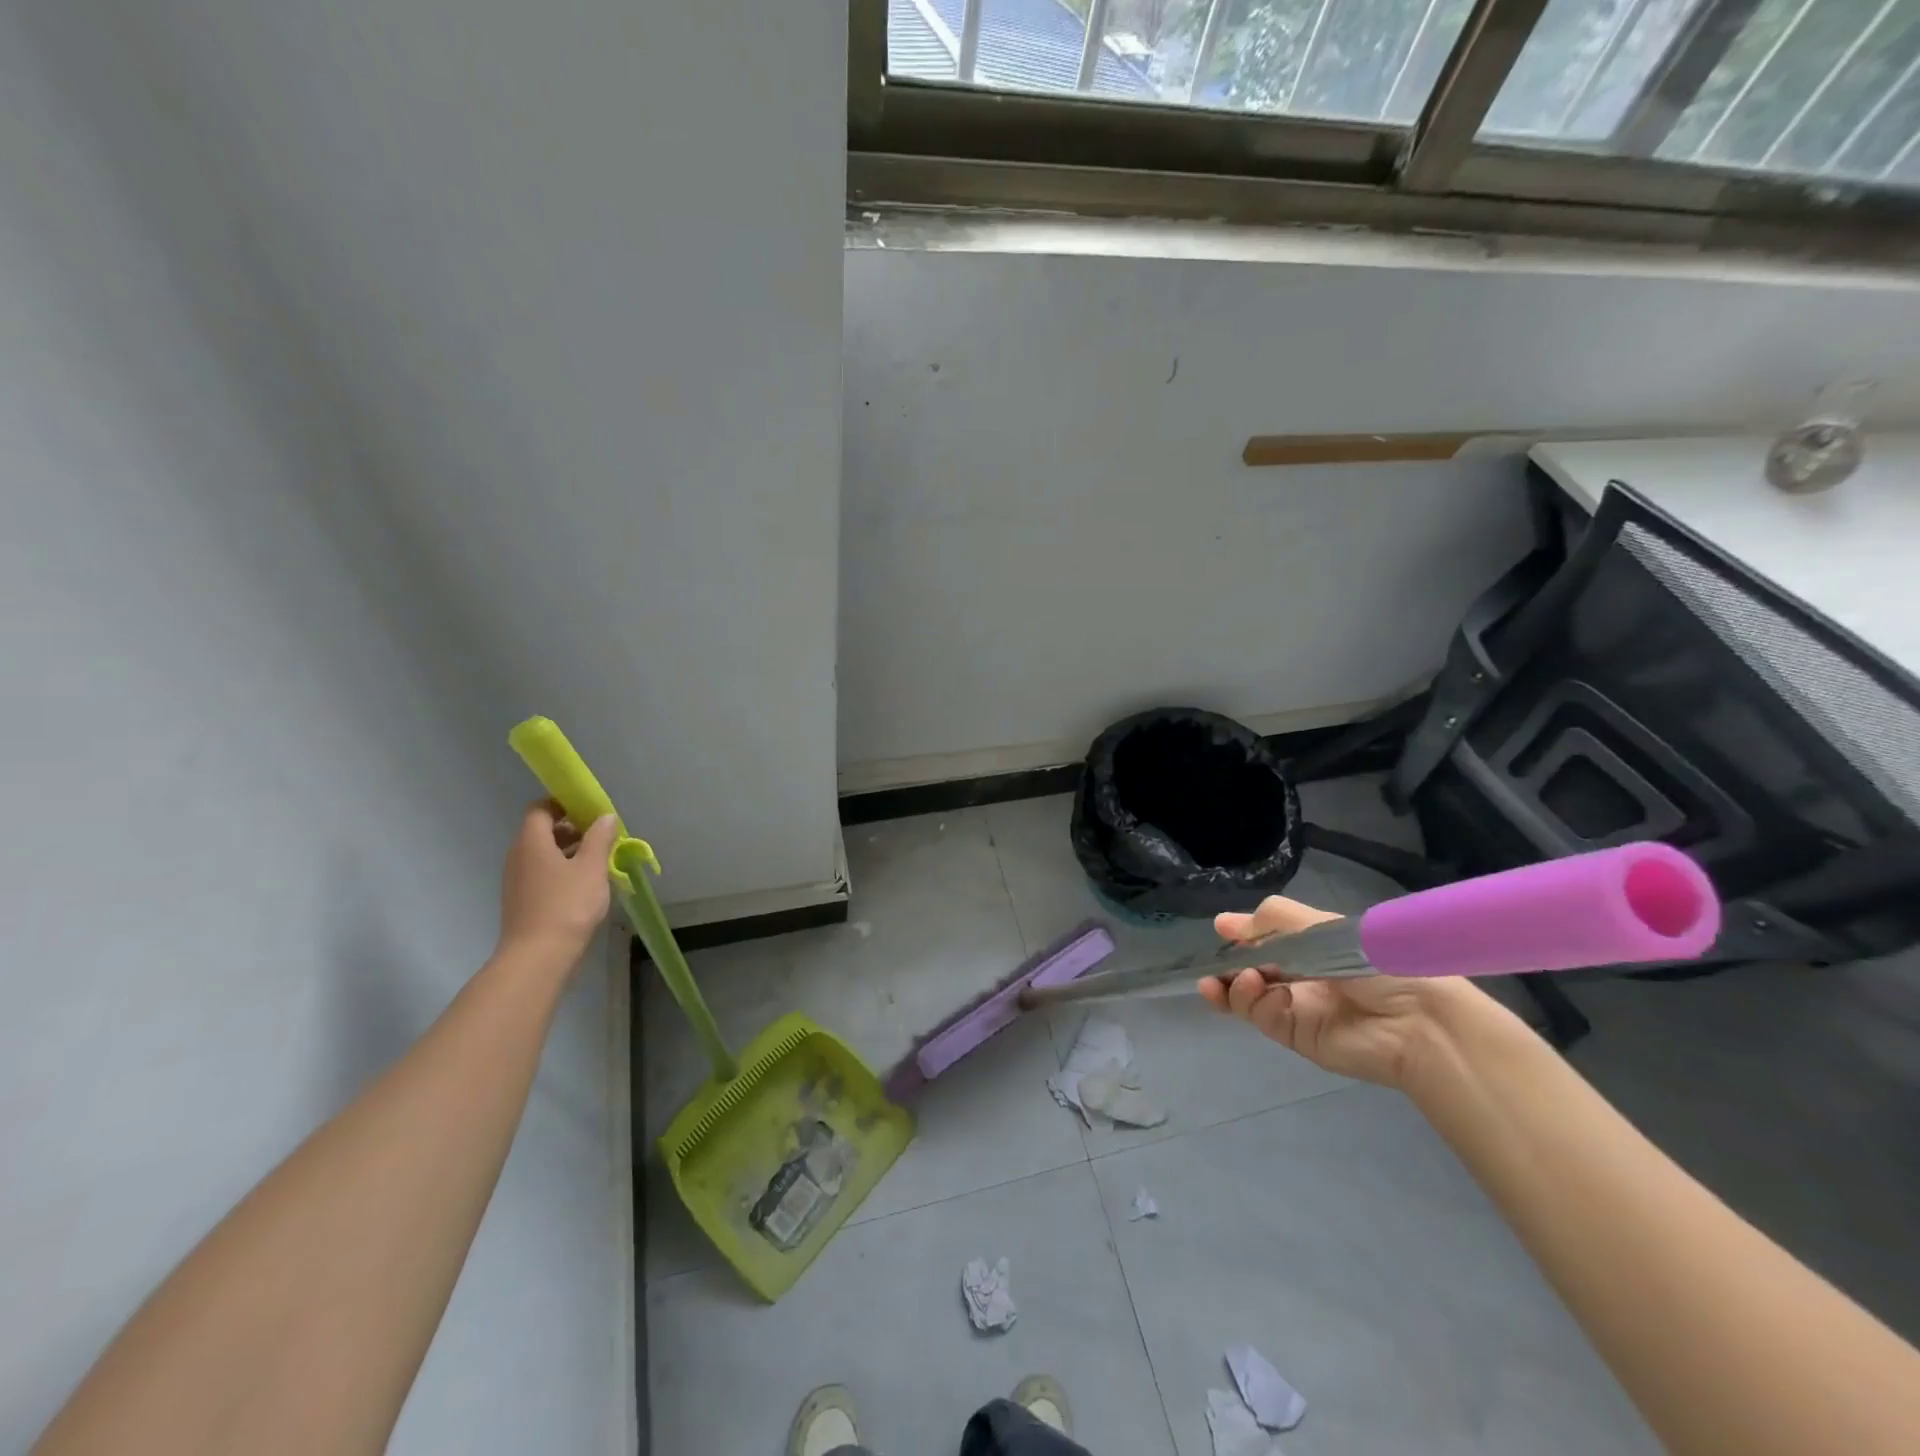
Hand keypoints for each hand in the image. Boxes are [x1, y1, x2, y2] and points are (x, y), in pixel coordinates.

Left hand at [498, 800, 618, 959]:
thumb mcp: (592, 867)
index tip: (589, 810)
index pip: (540, 809)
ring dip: (569, 851)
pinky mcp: (521, 900)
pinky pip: (541, 873)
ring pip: (543, 854)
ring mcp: (517, 880)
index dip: (563, 804)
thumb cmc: (567, 905)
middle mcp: (518, 856)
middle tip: (601, 836)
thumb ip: (600, 838)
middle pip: (542, 831)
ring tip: (598, 861)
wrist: (538, 956)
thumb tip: (605, 817)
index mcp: (532, 842)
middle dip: (571, 829)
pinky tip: (584, 885)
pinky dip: (561, 871)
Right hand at [1197, 895, 1473, 1089]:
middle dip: (1226, 967)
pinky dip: (1253, 1002)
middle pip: (1248, 970)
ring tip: (1233, 980)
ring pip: (1246, 996)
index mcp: (1309, 948)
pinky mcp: (1294, 1036)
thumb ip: (1273, 919)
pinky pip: (1261, 1016)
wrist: (1415, 1020)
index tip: (1222, 930)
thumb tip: (1223, 922)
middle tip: (1211, 968)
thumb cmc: (1373, 961)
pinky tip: (1262, 992)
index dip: (1241, 937)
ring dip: (1232, 986)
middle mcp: (1298, 977)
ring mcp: (1294, 1008)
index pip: (1264, 941)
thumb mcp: (1321, 927)